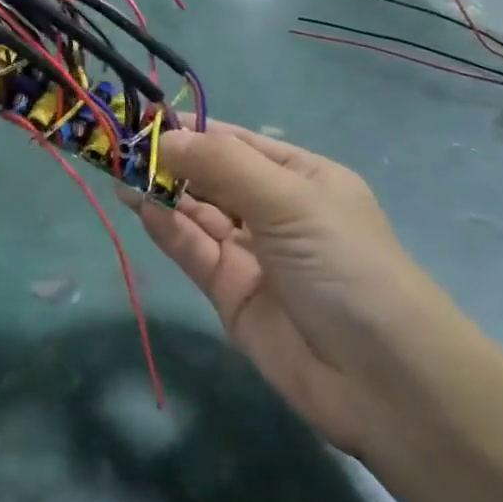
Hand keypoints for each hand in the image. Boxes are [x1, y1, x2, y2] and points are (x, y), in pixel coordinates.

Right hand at [124, 122, 471, 451]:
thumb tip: (164, 136)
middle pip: (209, 176)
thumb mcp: (290, 202)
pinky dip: (165, 227)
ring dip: (159, 191)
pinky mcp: (228, 291)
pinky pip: (191, 249)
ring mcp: (249, 252)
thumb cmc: (345, 267)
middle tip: (117, 147)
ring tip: (117, 172)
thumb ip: (222, 165)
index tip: (140, 118)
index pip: (234, 142)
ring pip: (194, 211)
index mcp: (300, 178)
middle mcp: (272, 210)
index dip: (190, 129)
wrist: (385, 383)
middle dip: (168, 160)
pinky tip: (139, 207)